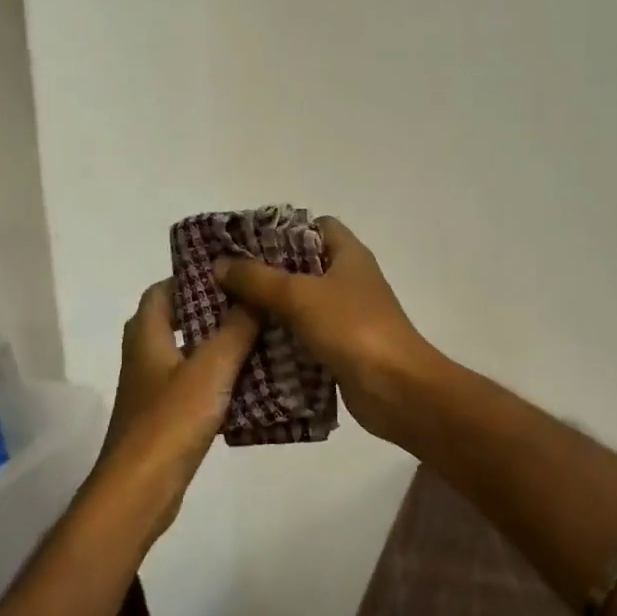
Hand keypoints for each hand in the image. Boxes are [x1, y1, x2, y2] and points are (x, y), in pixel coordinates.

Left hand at [93, 280, 260, 540]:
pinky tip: (253, 381)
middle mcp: (145, 354)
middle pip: (179, 319)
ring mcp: (154, 387)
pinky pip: (195, 383)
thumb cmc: (170, 421)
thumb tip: (255, 293)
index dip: (195, 276)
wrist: (140, 490)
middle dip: (215, 309)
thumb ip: (236, 329)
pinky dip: (219, 377)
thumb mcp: (210, 368)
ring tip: (263, 335)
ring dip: (220, 343)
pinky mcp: (166, 415)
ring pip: (190, 353)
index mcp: (147, 333)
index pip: (164, 289)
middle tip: (256, 302)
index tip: (233, 272)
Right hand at [214, 218, 441, 444]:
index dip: (282, 229)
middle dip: (264, 273)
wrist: (396, 389)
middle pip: (302, 266)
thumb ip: (258, 279)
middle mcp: (349, 280)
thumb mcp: (300, 295)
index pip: (316, 226)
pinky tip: (247, 345)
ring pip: (300, 305)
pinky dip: (280, 340)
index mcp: (349, 255)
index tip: (244, 243)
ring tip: (225, 311)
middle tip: (224, 279)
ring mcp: (346, 317)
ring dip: (268, 309)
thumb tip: (220, 263)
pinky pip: (303, 337)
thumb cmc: (353, 328)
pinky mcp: (339, 348)